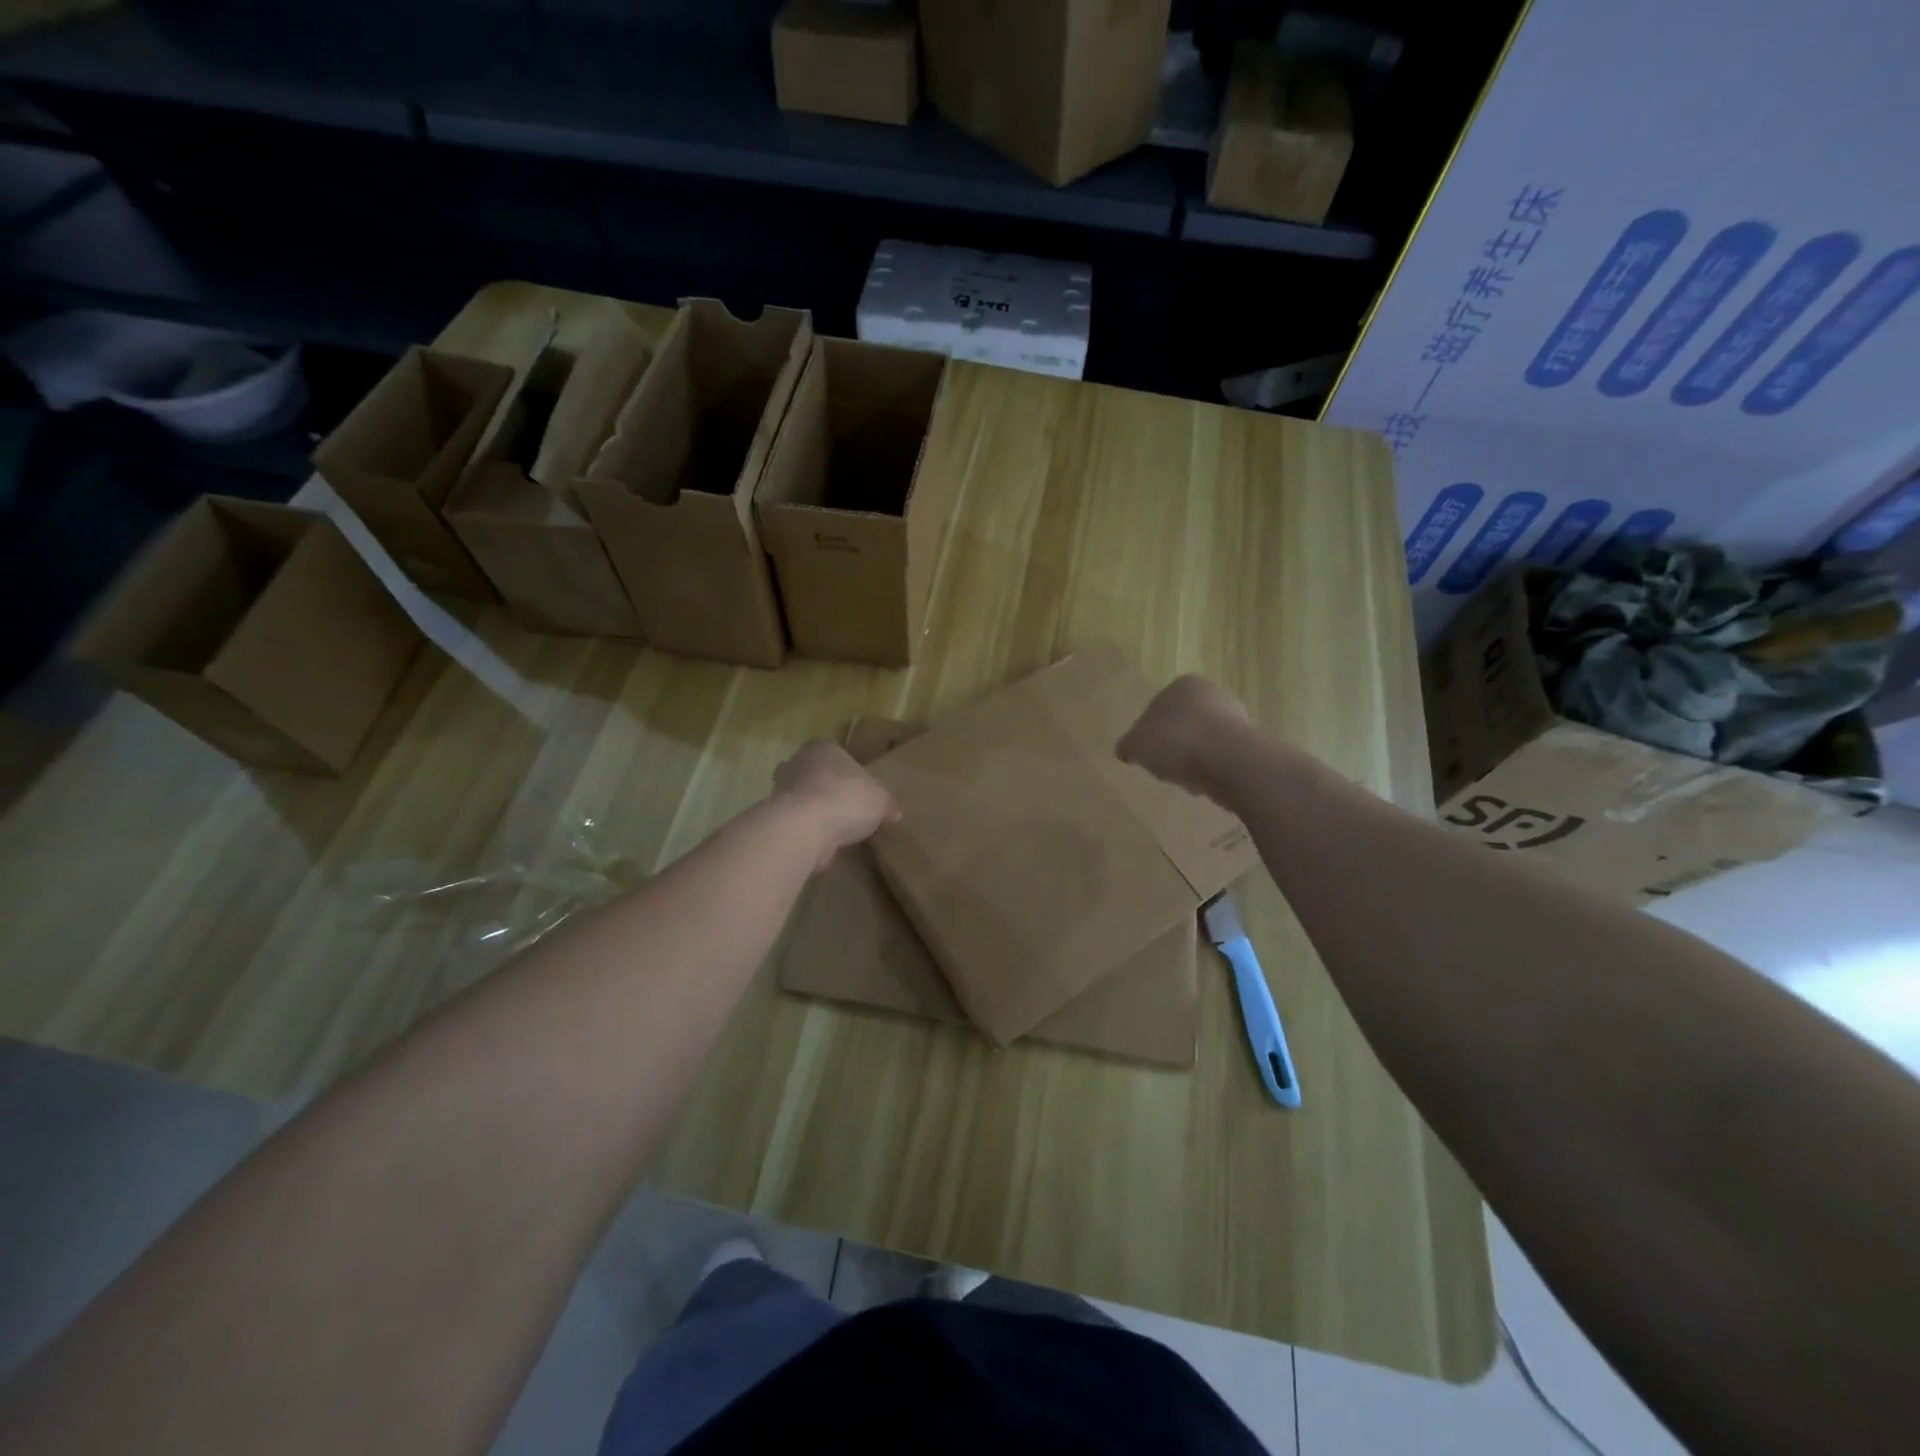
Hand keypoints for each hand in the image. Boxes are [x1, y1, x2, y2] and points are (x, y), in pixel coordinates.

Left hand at [773, 741, 899, 870]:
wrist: (804, 827)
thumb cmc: (845, 798)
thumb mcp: (881, 800)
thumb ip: (887, 804)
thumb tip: (893, 813)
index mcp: (823, 748)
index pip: (837, 755)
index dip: (850, 774)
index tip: (861, 792)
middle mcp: (796, 763)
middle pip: (816, 776)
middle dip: (829, 792)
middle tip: (849, 812)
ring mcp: (780, 791)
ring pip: (804, 801)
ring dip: (817, 814)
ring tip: (839, 833)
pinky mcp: (773, 819)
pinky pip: (797, 824)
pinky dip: (808, 834)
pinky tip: (824, 846)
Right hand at [1116, 674, 1250, 802]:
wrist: (1230, 761)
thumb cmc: (1177, 741)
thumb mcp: (1138, 744)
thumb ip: (1128, 745)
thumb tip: (1125, 749)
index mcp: (1182, 685)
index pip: (1158, 707)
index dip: (1149, 733)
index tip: (1147, 754)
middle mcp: (1211, 693)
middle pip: (1183, 724)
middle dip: (1174, 746)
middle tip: (1165, 768)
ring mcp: (1235, 717)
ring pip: (1203, 742)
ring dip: (1194, 760)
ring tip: (1186, 780)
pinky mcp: (1251, 743)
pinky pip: (1222, 758)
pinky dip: (1212, 770)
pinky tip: (1206, 784)